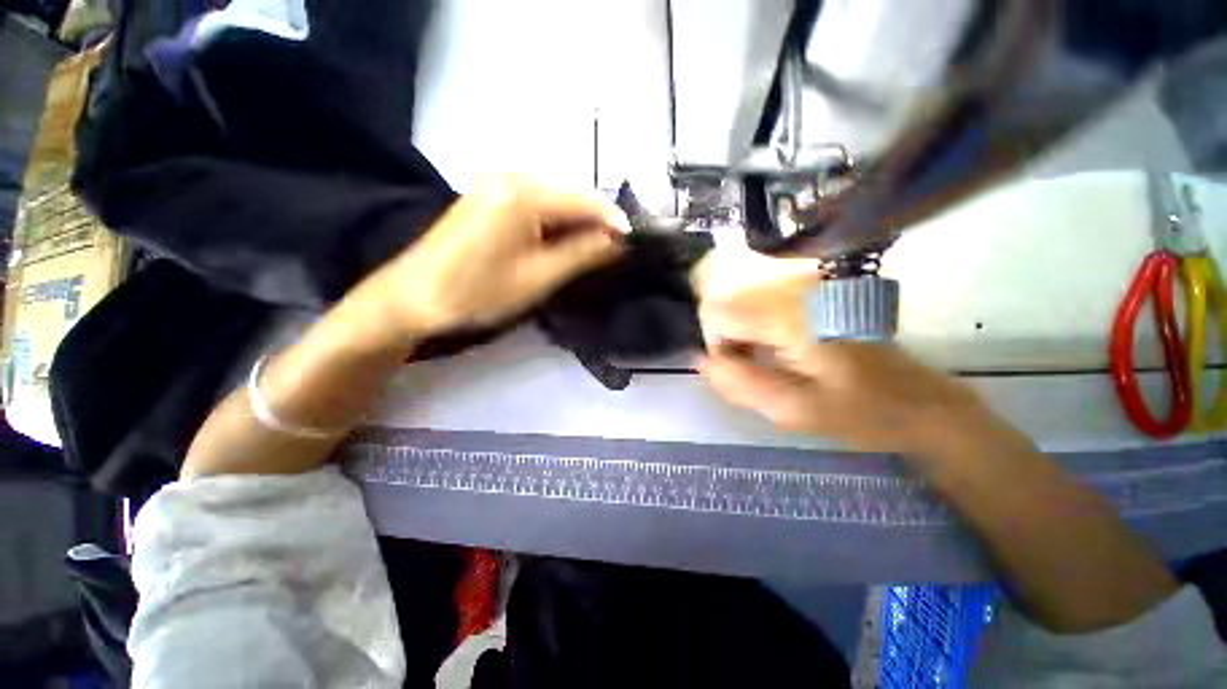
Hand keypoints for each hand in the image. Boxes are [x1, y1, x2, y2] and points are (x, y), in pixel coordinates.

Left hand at [349, 176, 627, 347]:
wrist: (415, 297)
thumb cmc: (479, 291)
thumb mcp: (539, 276)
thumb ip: (583, 253)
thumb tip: (620, 240)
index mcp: (523, 192)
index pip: (585, 199)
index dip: (613, 222)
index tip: (632, 245)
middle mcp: (510, 175)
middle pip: (570, 195)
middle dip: (595, 223)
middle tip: (613, 252)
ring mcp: (496, 183)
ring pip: (554, 199)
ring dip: (576, 224)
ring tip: (592, 251)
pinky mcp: (488, 196)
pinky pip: (535, 203)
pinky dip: (554, 223)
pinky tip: (560, 243)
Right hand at [697, 270, 1011, 457]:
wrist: (920, 400)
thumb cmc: (860, 412)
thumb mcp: (792, 411)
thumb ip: (738, 384)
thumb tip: (700, 361)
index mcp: (790, 317)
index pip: (717, 313)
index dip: (715, 343)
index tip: (734, 369)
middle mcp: (794, 289)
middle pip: (726, 299)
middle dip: (724, 334)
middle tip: (747, 365)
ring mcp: (806, 285)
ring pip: (741, 296)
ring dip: (738, 328)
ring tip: (761, 357)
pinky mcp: (814, 289)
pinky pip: (761, 297)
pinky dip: (755, 321)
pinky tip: (774, 345)